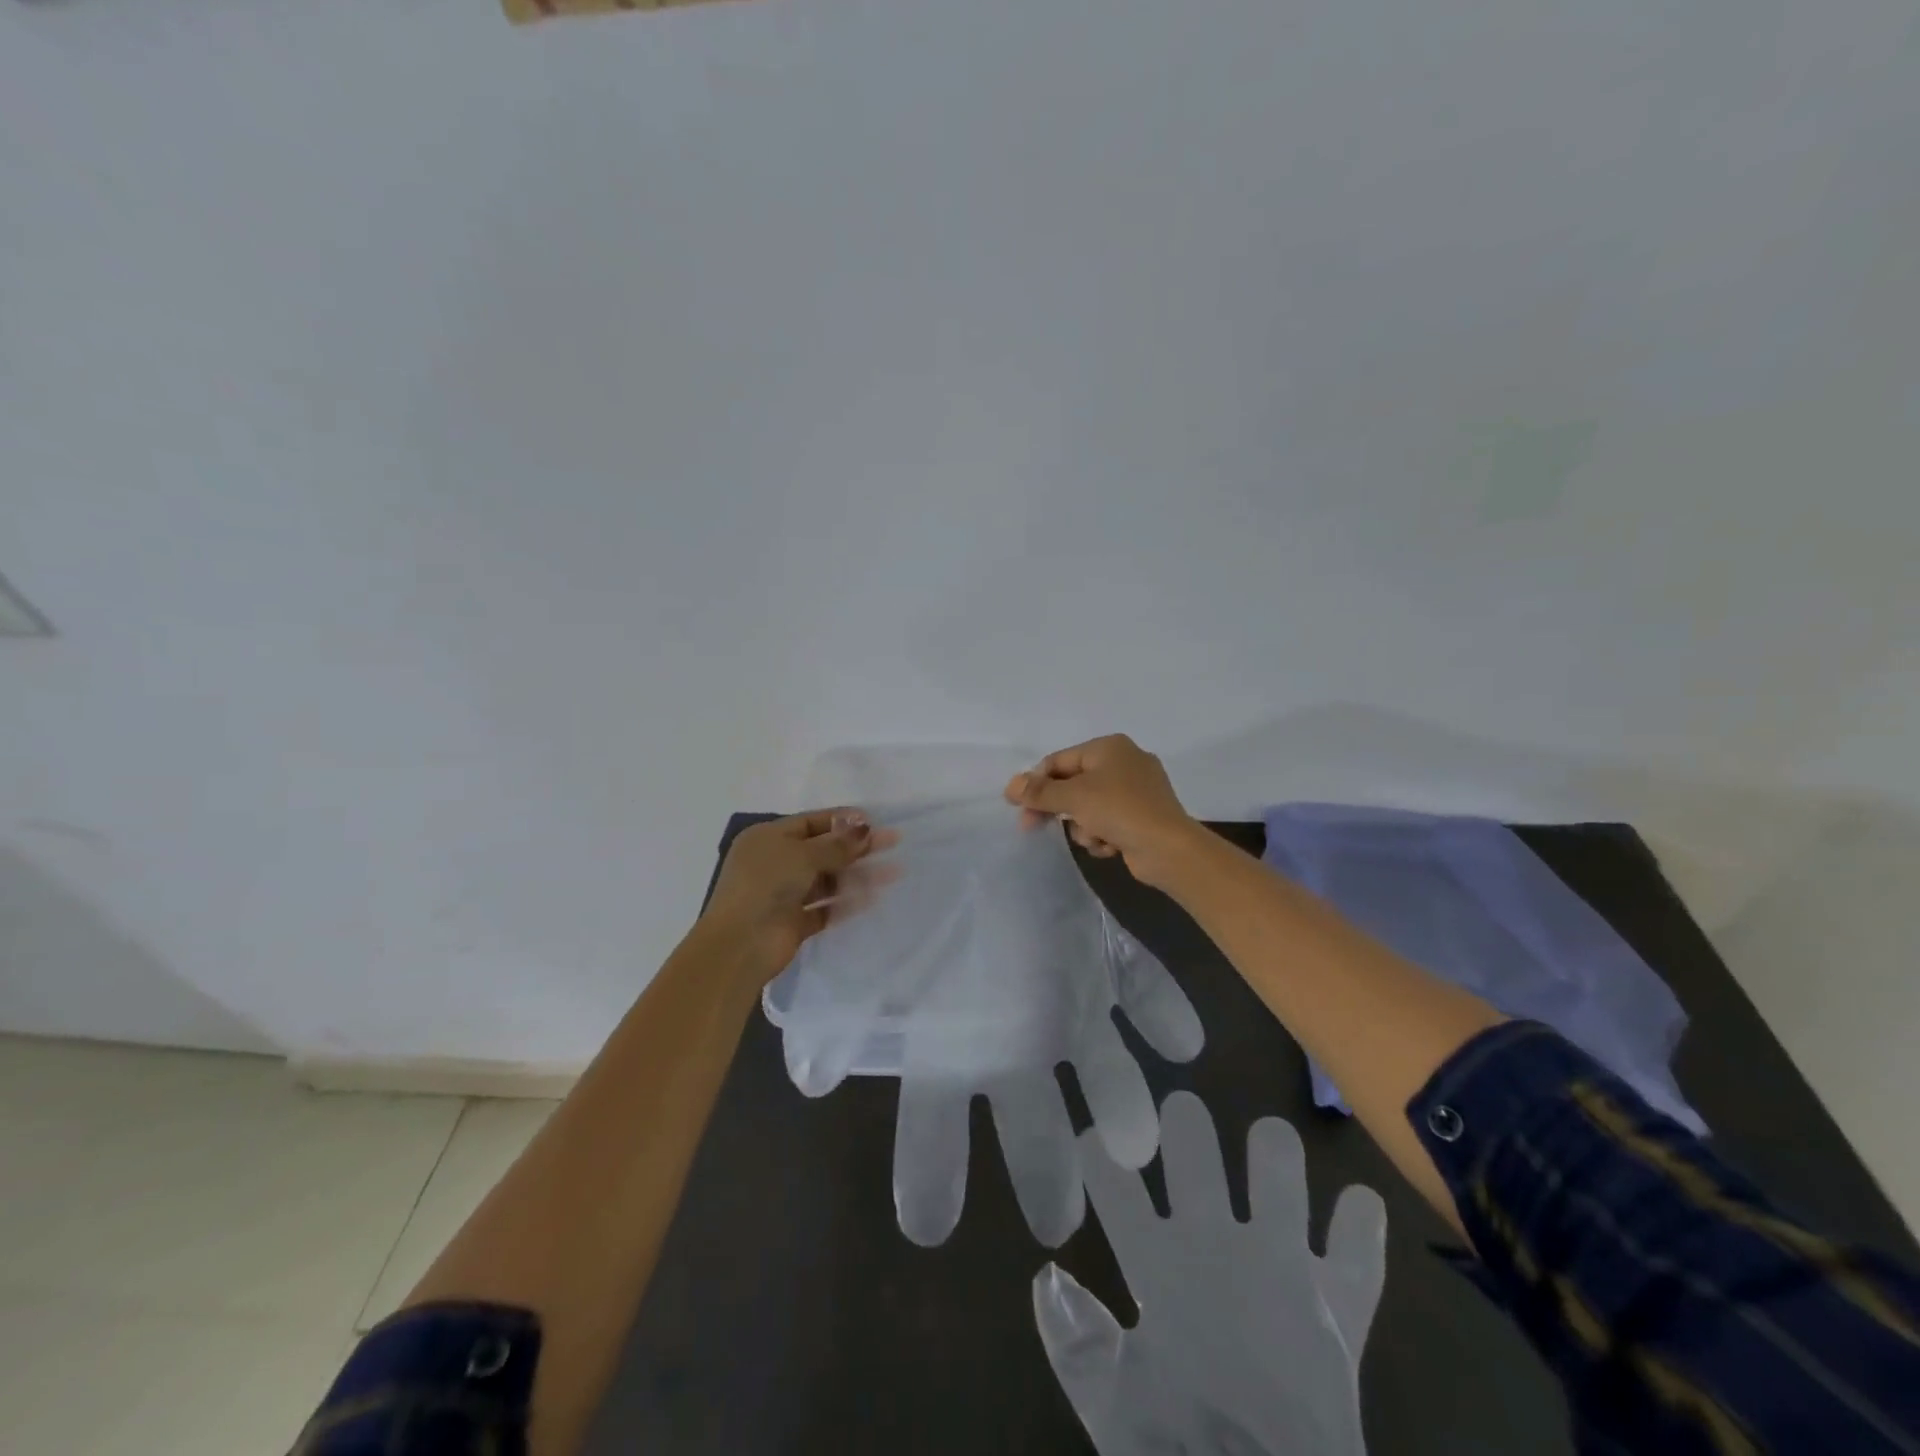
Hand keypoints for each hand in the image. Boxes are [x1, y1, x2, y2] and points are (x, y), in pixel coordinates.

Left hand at [701, 810, 893, 976]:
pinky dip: (846, 902)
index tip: (875, 821)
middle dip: (857, 847)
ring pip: (828, 879)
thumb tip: (864, 828)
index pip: (811, 822)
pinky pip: (825, 908)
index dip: (843, 820)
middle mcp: (775, 863)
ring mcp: (785, 894)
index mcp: (768, 838)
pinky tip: (872, 897)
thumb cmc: (766, 885)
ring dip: (857, 875)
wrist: (740, 944)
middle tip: (893, 842)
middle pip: (823, 850)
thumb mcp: (801, 855)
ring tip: (892, 872)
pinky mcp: (795, 922)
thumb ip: (836, 844)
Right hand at [1005, 735, 1202, 888]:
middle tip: (1031, 826)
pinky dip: (1103, 835)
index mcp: (1109, 747)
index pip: (1059, 761)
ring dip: (1084, 826)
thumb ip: (1039, 791)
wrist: (1169, 848)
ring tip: (1095, 837)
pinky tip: (1110, 846)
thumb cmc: (1119, 810)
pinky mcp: (1142, 817)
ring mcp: (1136, 791)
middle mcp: (1124, 762)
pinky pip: (1108, 822)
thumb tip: (1010, 786)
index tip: (1017, 805)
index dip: (1035, 782)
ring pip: (1088, 807)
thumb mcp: (1073, 797)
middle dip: (1058, 808)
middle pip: (1073, 784)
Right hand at [1033, 1093, 1385, 1455]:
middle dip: (1183, 1120)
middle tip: (1181, 1112)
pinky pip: (1359, 1250)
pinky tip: (1360, 1203)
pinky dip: (1361, 1224)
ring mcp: (1285, 1268)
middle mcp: (1218, 1246)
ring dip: (1273, 1149)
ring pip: (1279, 1170)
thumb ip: (1072, 1341)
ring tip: (1270, 1141)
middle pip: (1193, 1149)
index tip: (1090, 1136)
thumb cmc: (1182, 1454)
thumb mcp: (1110, 1408)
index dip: (1096, 1152)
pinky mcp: (1339, 1304)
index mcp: (1160, 1268)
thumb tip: (1046, 1275)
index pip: (1113, 1186)